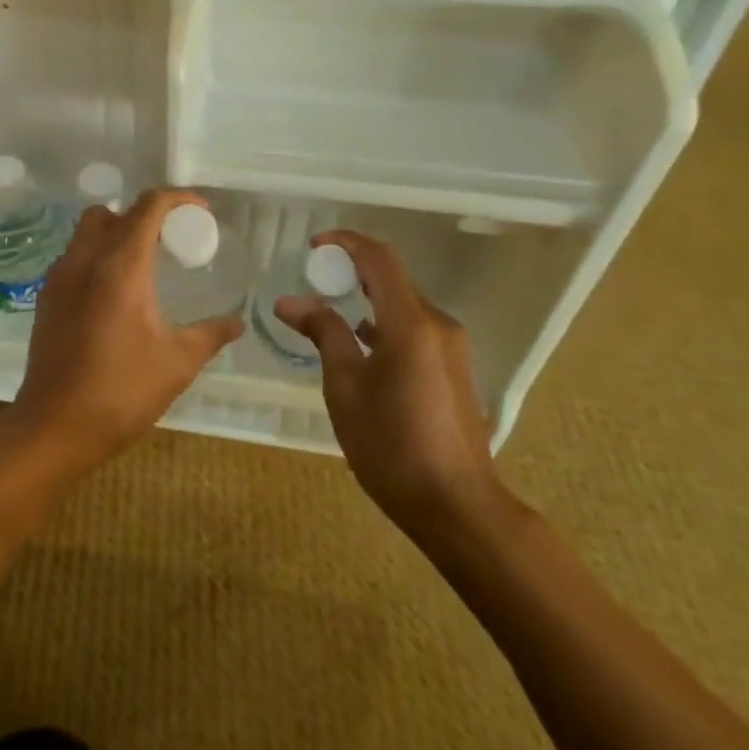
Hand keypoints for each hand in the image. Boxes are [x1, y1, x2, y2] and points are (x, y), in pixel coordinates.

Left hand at [7, 187, 244, 477]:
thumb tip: (237, 322)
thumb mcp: (177, 363)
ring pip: (87, 232)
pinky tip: (113, 296)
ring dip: (116, 235)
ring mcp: (59, 277)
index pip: (149, 206)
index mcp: (120, 266)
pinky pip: (74, 259)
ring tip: (142, 268)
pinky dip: (96, 259)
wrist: (54, 427)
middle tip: (169, 243)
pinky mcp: (46, 298)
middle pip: (113, 212)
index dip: (179, 199)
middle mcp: (85, 259)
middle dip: (143, 216)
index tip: (202, 213)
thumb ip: (211, 334)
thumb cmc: (121, 392)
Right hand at [275, 229, 507, 548]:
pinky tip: (360, 342)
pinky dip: (384, 320)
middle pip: (393, 278)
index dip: (346, 243)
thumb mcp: (345, 388)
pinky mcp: (454, 367)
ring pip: (404, 303)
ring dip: (367, 296)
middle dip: (352, 269)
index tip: (313, 246)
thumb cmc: (392, 446)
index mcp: (411, 323)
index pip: (380, 259)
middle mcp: (437, 324)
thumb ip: (323, 334)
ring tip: (329, 309)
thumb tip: (290, 302)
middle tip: (314, 279)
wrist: (457, 506)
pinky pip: (415, 326)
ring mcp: (451, 346)